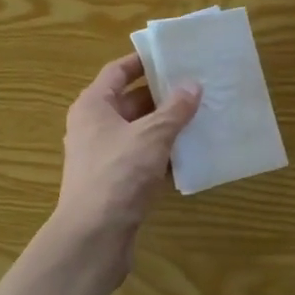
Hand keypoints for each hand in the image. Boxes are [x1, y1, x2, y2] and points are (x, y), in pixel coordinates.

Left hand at [51, 53, 200, 263]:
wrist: (93, 238)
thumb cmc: (118, 174)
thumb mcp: (152, 135)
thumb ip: (174, 109)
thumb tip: (192, 85)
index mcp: (93, 106)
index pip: (117, 71)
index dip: (143, 62)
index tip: (172, 56)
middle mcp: (93, 127)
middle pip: (130, 101)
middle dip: (162, 96)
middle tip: (196, 87)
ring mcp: (103, 157)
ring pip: (138, 132)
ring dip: (166, 127)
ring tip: (200, 117)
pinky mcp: (114, 183)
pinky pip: (142, 159)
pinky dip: (163, 155)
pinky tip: (190, 155)